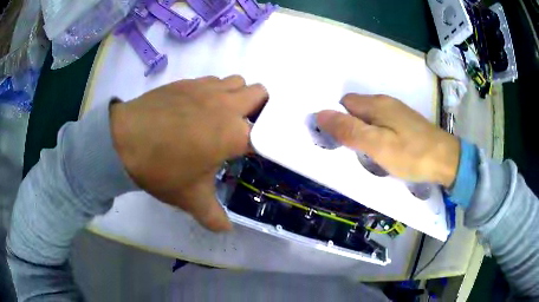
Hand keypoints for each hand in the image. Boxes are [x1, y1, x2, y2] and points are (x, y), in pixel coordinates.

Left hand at [110, 76, 267, 230]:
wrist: (123, 141)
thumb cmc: (162, 169)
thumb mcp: (191, 199)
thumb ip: (214, 217)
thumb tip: (226, 230)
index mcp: (234, 134)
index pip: (267, 131)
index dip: (265, 139)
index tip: (256, 149)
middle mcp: (227, 106)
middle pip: (260, 93)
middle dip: (259, 108)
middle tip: (243, 126)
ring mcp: (207, 89)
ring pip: (237, 82)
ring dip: (237, 96)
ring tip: (220, 115)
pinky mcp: (188, 82)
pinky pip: (213, 80)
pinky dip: (214, 90)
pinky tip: (197, 107)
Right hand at [316, 94, 459, 187]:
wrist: (447, 160)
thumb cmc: (412, 154)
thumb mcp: (377, 145)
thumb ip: (349, 130)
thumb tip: (320, 114)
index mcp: (376, 105)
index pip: (345, 103)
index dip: (337, 119)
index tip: (338, 141)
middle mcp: (386, 103)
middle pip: (357, 110)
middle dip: (350, 127)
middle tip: (353, 152)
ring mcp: (398, 113)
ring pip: (370, 118)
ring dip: (363, 133)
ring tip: (367, 155)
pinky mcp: (406, 123)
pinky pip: (382, 125)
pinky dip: (377, 135)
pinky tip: (384, 150)